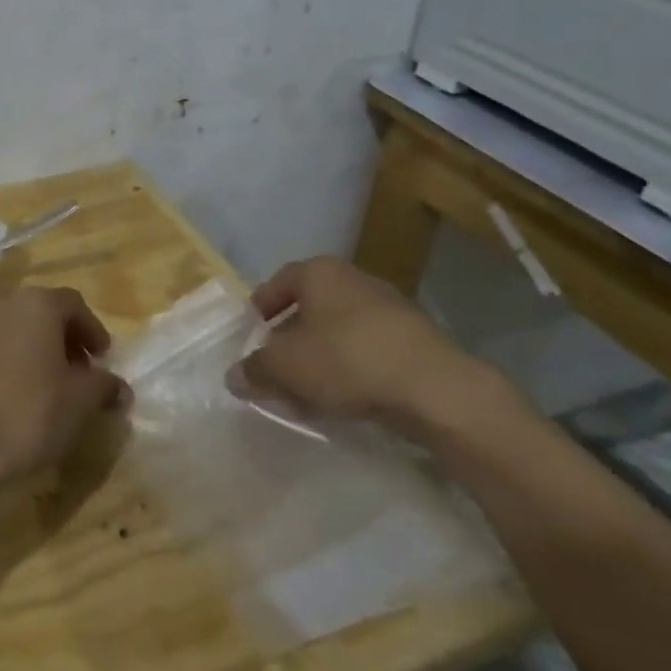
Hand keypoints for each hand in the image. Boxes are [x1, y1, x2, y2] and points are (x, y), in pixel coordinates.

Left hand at [0, 287, 126, 484]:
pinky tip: (21, 397)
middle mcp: (5, 307)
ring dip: (40, 351)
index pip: (74, 304)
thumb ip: (105, 386)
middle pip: (44, 313)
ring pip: (18, 331)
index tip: (104, 358)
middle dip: (66, 339)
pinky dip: (15, 363)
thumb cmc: (34, 412)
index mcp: (37, 305)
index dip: (93, 330)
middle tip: (82, 372)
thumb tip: (119, 387)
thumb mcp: (83, 401)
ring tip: (53, 387)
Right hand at [229, 257, 512, 437]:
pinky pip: (369, 349)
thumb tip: (234, 377)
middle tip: (276, 365)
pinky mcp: (417, 339)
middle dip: (290, 336)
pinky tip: (345, 398)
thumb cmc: (346, 360)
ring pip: (340, 329)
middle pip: (310, 306)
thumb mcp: (284, 368)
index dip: (260, 308)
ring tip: (308, 390)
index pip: (278, 283)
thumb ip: (254, 370)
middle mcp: (354, 279)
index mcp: (319, 272)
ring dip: (321, 355)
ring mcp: (390, 307)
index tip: (251, 333)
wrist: (436, 389)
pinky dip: (351, 367)